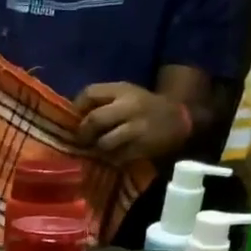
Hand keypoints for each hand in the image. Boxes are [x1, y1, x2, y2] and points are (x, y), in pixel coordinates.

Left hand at [74, 82, 191, 163]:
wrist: (178, 120)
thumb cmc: (144, 108)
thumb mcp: (125, 95)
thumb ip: (101, 101)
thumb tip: (72, 117)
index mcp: (123, 90)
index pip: (90, 93)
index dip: (77, 108)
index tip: (73, 120)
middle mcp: (130, 106)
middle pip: (94, 120)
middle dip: (83, 134)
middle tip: (81, 141)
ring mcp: (137, 128)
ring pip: (104, 142)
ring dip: (96, 149)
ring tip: (97, 150)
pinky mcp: (142, 147)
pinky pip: (117, 157)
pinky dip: (110, 160)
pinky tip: (112, 157)